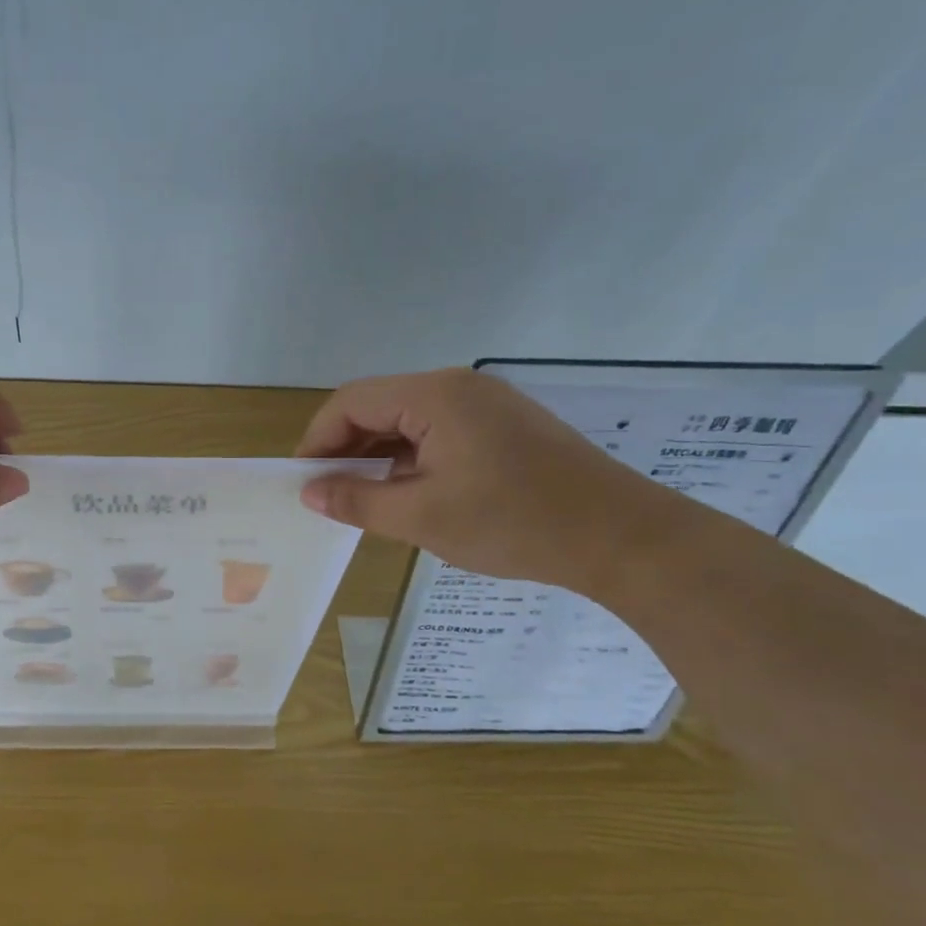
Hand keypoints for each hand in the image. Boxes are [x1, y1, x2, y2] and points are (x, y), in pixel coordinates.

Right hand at [296, 368, 680, 592]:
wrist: (622, 538)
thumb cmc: (513, 523)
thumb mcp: (422, 517)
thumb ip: (357, 501)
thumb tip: (311, 492)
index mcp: (434, 396)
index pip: (351, 403)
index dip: (318, 440)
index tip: (303, 483)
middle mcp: (457, 387)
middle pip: (378, 407)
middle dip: (345, 448)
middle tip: (327, 495)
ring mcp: (486, 405)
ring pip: (408, 421)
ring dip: (377, 456)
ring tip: (361, 499)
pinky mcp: (505, 427)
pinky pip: (438, 432)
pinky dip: (411, 459)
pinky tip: (406, 493)